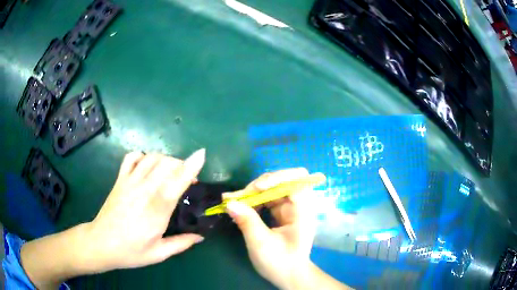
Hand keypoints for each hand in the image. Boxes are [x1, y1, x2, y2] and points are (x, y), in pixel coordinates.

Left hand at [84, 150, 205, 271]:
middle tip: (188, 178)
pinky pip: (131, 158)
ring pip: (151, 158)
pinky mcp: (120, 180)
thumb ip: (181, 243)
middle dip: (181, 164)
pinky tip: (147, 165)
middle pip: (166, 164)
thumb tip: (201, 236)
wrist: (101, 243)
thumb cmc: (130, 251)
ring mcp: (129, 182)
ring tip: (171, 171)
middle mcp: (144, 190)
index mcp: (156, 210)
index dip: (190, 166)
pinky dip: (142, 156)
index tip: (202, 155)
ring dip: (166, 159)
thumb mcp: (159, 254)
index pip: (176, 182)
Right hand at [224, 168, 324, 289]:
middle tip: (238, 196)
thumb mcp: (261, 244)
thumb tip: (229, 203)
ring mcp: (290, 208)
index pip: (297, 180)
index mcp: (302, 210)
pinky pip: (266, 199)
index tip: (256, 188)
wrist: (289, 275)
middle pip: (281, 180)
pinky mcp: (281, 212)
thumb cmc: (280, 262)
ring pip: (271, 188)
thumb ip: (247, 221)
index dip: (277, 178)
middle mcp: (298, 205)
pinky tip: (239, 205)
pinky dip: (252, 200)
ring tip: (232, 199)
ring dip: (252, 192)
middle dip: (258, 185)